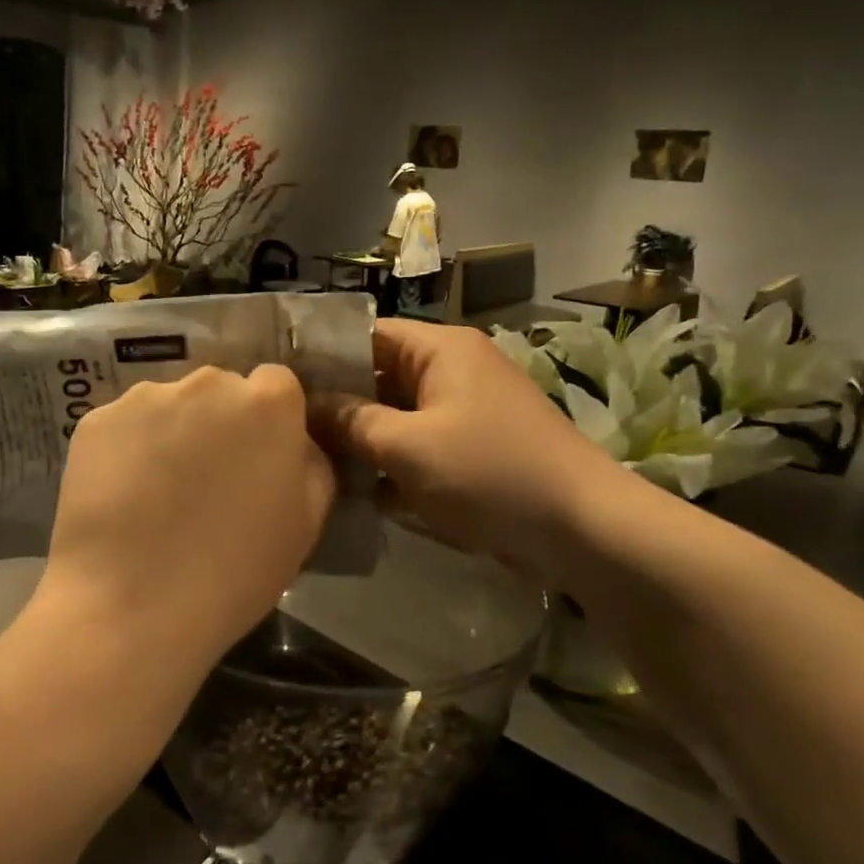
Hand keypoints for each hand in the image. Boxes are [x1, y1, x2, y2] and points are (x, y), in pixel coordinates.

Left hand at [40, 365, 336, 678]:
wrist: (131, 607)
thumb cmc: (234, 572)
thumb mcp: (305, 523)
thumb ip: (311, 465)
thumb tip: (297, 443)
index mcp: (267, 403)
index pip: (277, 384)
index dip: (270, 420)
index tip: (260, 457)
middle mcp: (208, 383)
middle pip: (221, 389)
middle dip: (221, 420)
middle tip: (208, 477)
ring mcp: (147, 396)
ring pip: (170, 404)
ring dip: (173, 431)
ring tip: (159, 492)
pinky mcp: (97, 418)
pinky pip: (126, 425)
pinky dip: (128, 448)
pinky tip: (123, 496)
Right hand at [313, 321, 615, 577]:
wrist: (584, 529)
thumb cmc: (490, 473)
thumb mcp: (408, 447)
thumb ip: (352, 422)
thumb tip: (306, 406)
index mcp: (440, 349)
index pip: (366, 334)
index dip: (322, 355)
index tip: (279, 383)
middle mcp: (453, 369)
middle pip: (379, 375)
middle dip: (337, 404)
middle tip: (285, 430)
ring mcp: (465, 410)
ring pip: (397, 414)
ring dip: (362, 438)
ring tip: (308, 462)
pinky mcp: (474, 448)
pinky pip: (419, 444)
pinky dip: (392, 462)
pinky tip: (354, 491)